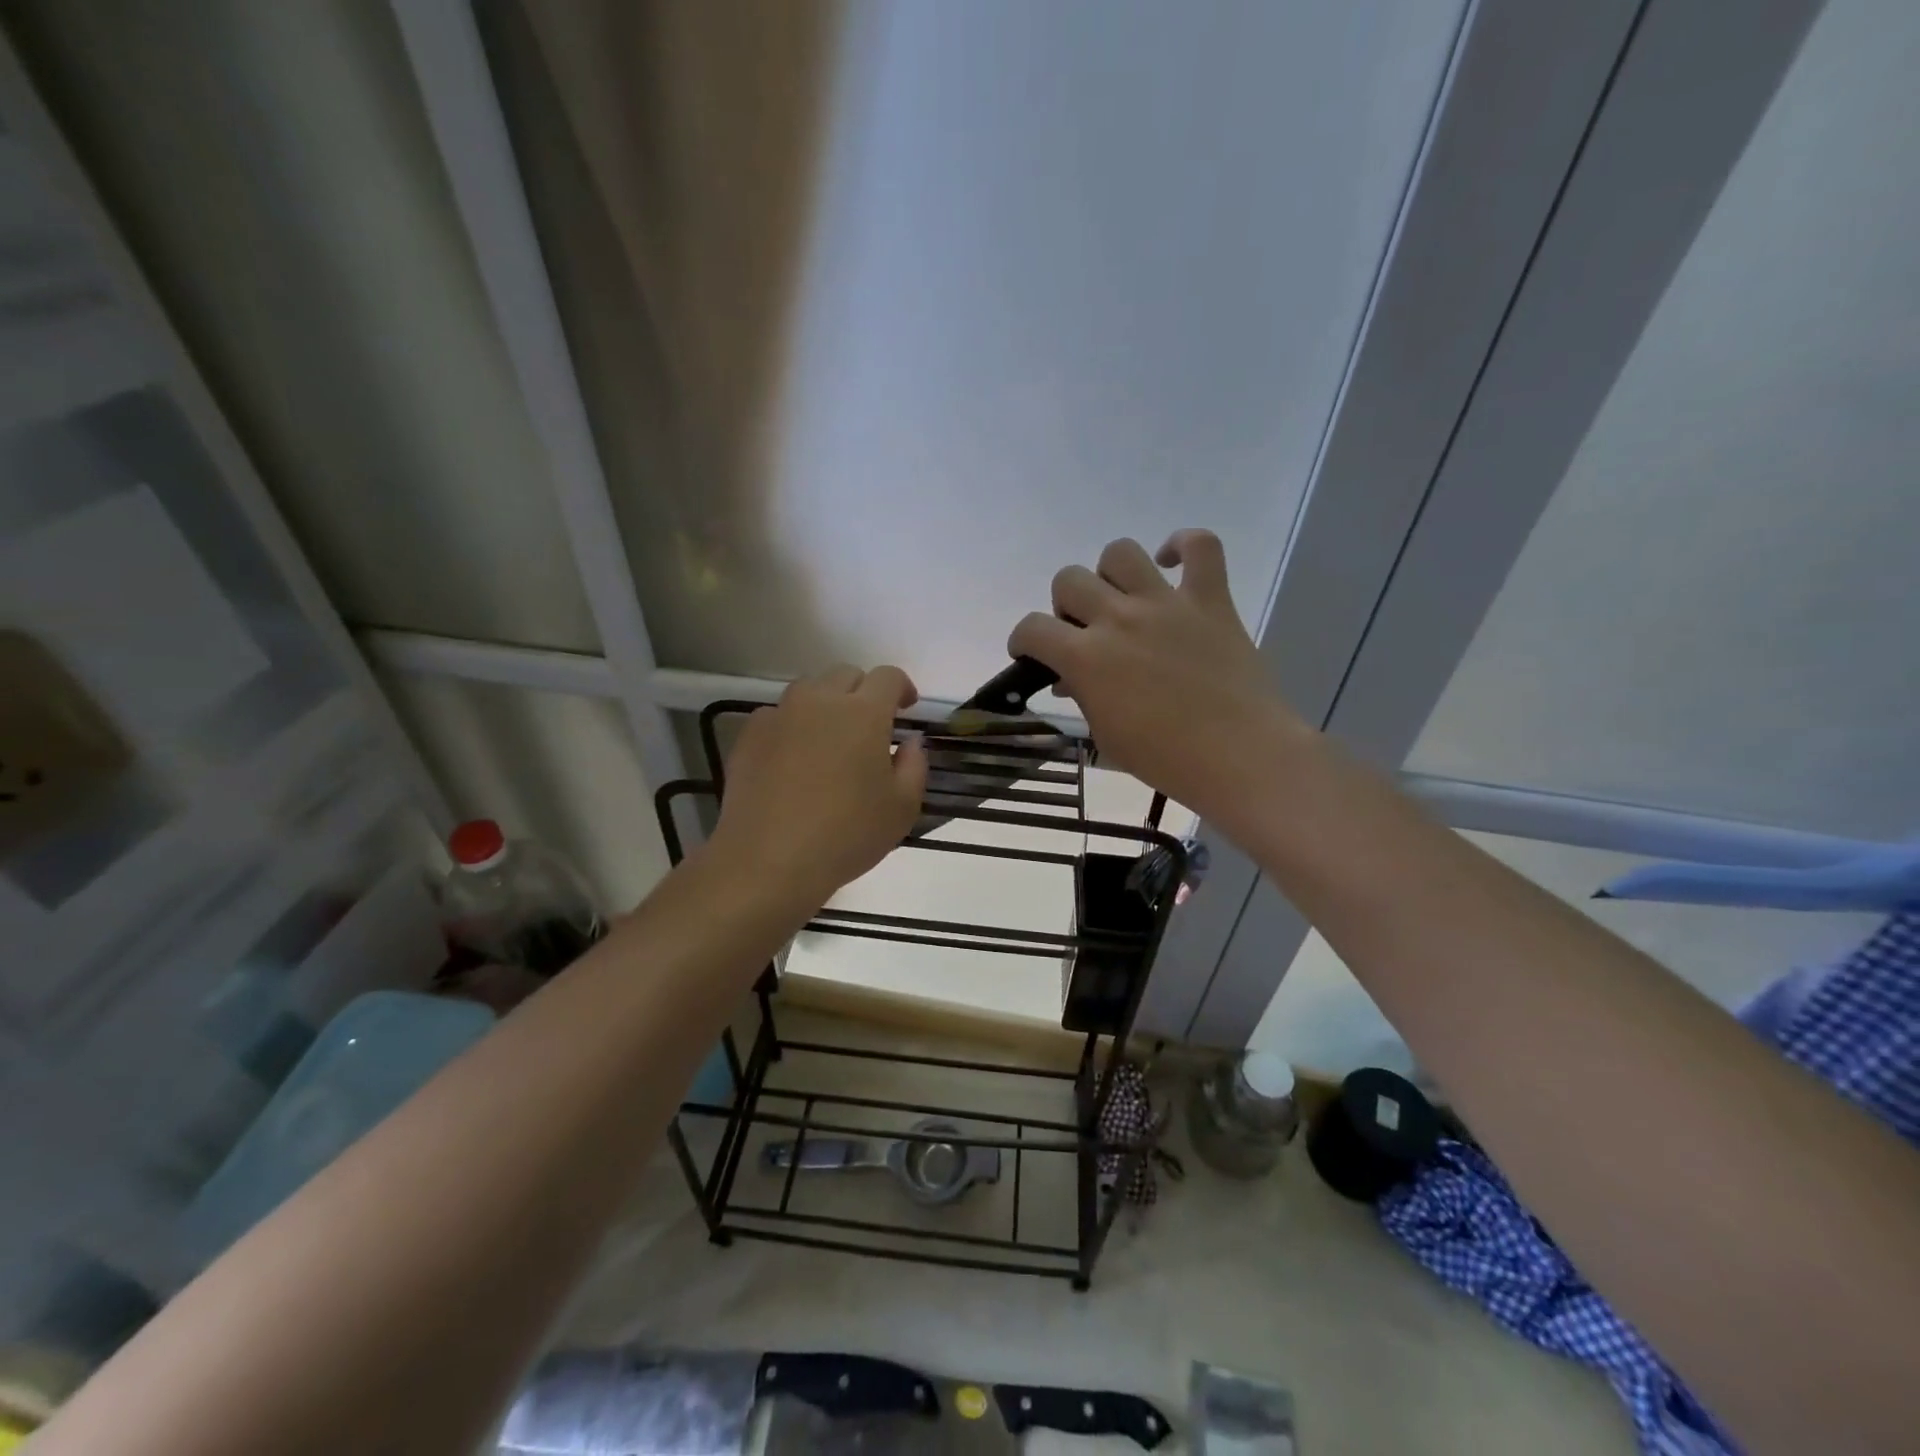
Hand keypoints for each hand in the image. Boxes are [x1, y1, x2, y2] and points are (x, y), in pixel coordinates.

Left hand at [707, 665, 928, 907]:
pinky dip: (793, 726)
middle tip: (870, 726)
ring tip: (830, 739)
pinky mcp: (749, 734)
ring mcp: (780, 714)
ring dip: (827, 704)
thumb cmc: (846, 835)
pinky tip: (794, 759)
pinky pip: (778, 715)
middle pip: (846, 675)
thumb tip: (910, 742)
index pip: (888, 677)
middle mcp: (820, 701)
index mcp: (863, 713)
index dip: (902, 687)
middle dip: (864, 691)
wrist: (768, 860)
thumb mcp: (902, 808)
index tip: (907, 707)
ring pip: (809, 690)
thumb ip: (915, 766)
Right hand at [1009, 531, 1311, 823]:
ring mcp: (1166, 603)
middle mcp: (1119, 619)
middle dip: (1066, 606)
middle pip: (1069, 580)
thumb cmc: (1165, 758)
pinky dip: (1184, 546)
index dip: (1023, 640)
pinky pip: (1201, 545)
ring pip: (1120, 553)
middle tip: (1084, 631)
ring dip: (1110, 574)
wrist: (1238, 756)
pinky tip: (1172, 563)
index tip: (1032, 654)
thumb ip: (1083, 697)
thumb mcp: (1106, 735)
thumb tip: (1070, 678)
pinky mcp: (1210, 599)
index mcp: (1087, 657)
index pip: (1032, 628)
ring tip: (1121, 599)